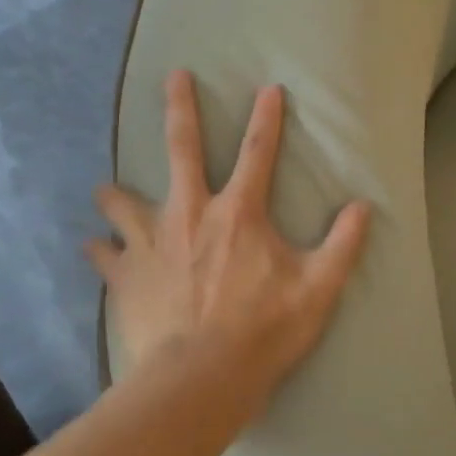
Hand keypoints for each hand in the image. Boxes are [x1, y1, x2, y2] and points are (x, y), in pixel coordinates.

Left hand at [86, 70, 371, 416]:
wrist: (201, 378)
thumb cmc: (263, 331)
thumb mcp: (318, 290)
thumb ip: (343, 245)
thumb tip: (363, 207)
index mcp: (238, 213)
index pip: (258, 153)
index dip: (267, 118)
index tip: (269, 88)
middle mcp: (190, 213)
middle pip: (182, 148)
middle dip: (180, 108)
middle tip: (174, 76)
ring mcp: (152, 242)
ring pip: (124, 202)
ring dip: (115, 194)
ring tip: (106, 189)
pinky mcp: (126, 275)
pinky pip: (105, 255)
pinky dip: (99, 250)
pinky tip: (92, 248)